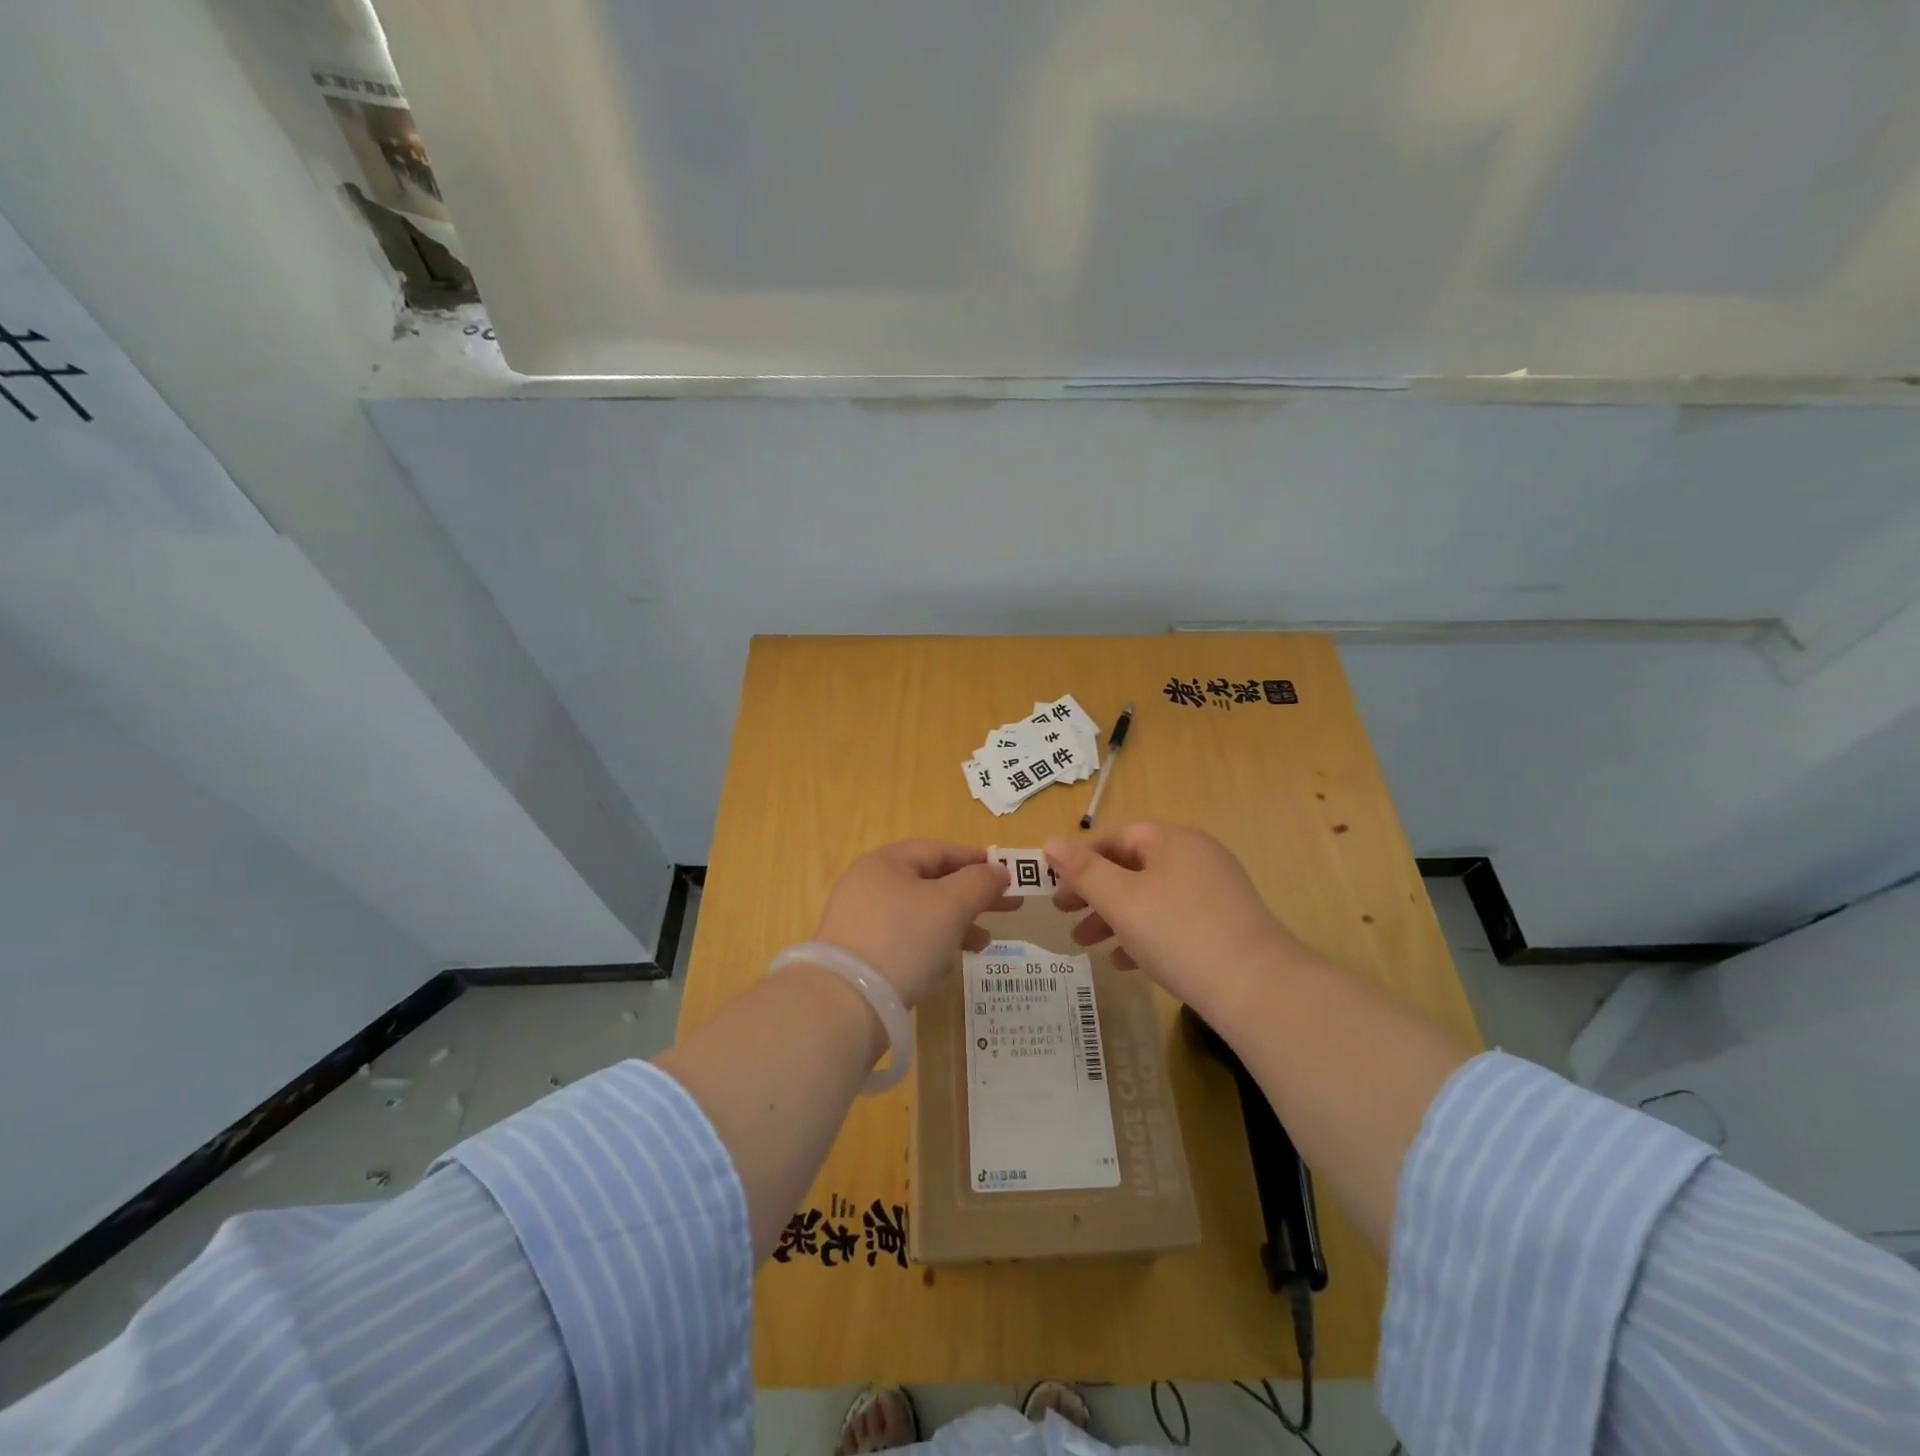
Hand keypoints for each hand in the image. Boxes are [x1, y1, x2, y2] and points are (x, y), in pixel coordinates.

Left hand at [813, 841, 1014, 1007]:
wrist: (844, 1006)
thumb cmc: (902, 940)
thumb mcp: (950, 905)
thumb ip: (979, 882)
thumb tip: (998, 870)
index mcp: (885, 863)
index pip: (937, 850)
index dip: (975, 859)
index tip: (1008, 874)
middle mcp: (868, 885)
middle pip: (930, 882)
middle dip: (971, 895)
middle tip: (1009, 908)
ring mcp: (861, 921)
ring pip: (920, 913)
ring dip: (956, 924)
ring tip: (984, 943)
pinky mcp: (860, 954)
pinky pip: (905, 940)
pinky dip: (931, 945)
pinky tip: (949, 965)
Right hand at [1044, 823, 1315, 1014]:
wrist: (1257, 988)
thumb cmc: (1178, 932)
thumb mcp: (1120, 900)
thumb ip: (1083, 870)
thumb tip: (1050, 842)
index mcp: (1173, 841)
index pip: (1118, 838)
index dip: (1082, 859)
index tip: (1056, 887)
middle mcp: (1197, 857)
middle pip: (1133, 868)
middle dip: (1094, 893)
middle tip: (1064, 916)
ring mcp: (1215, 892)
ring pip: (1151, 897)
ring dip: (1114, 918)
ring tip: (1085, 945)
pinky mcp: (1225, 925)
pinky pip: (1174, 920)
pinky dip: (1145, 935)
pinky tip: (1125, 963)